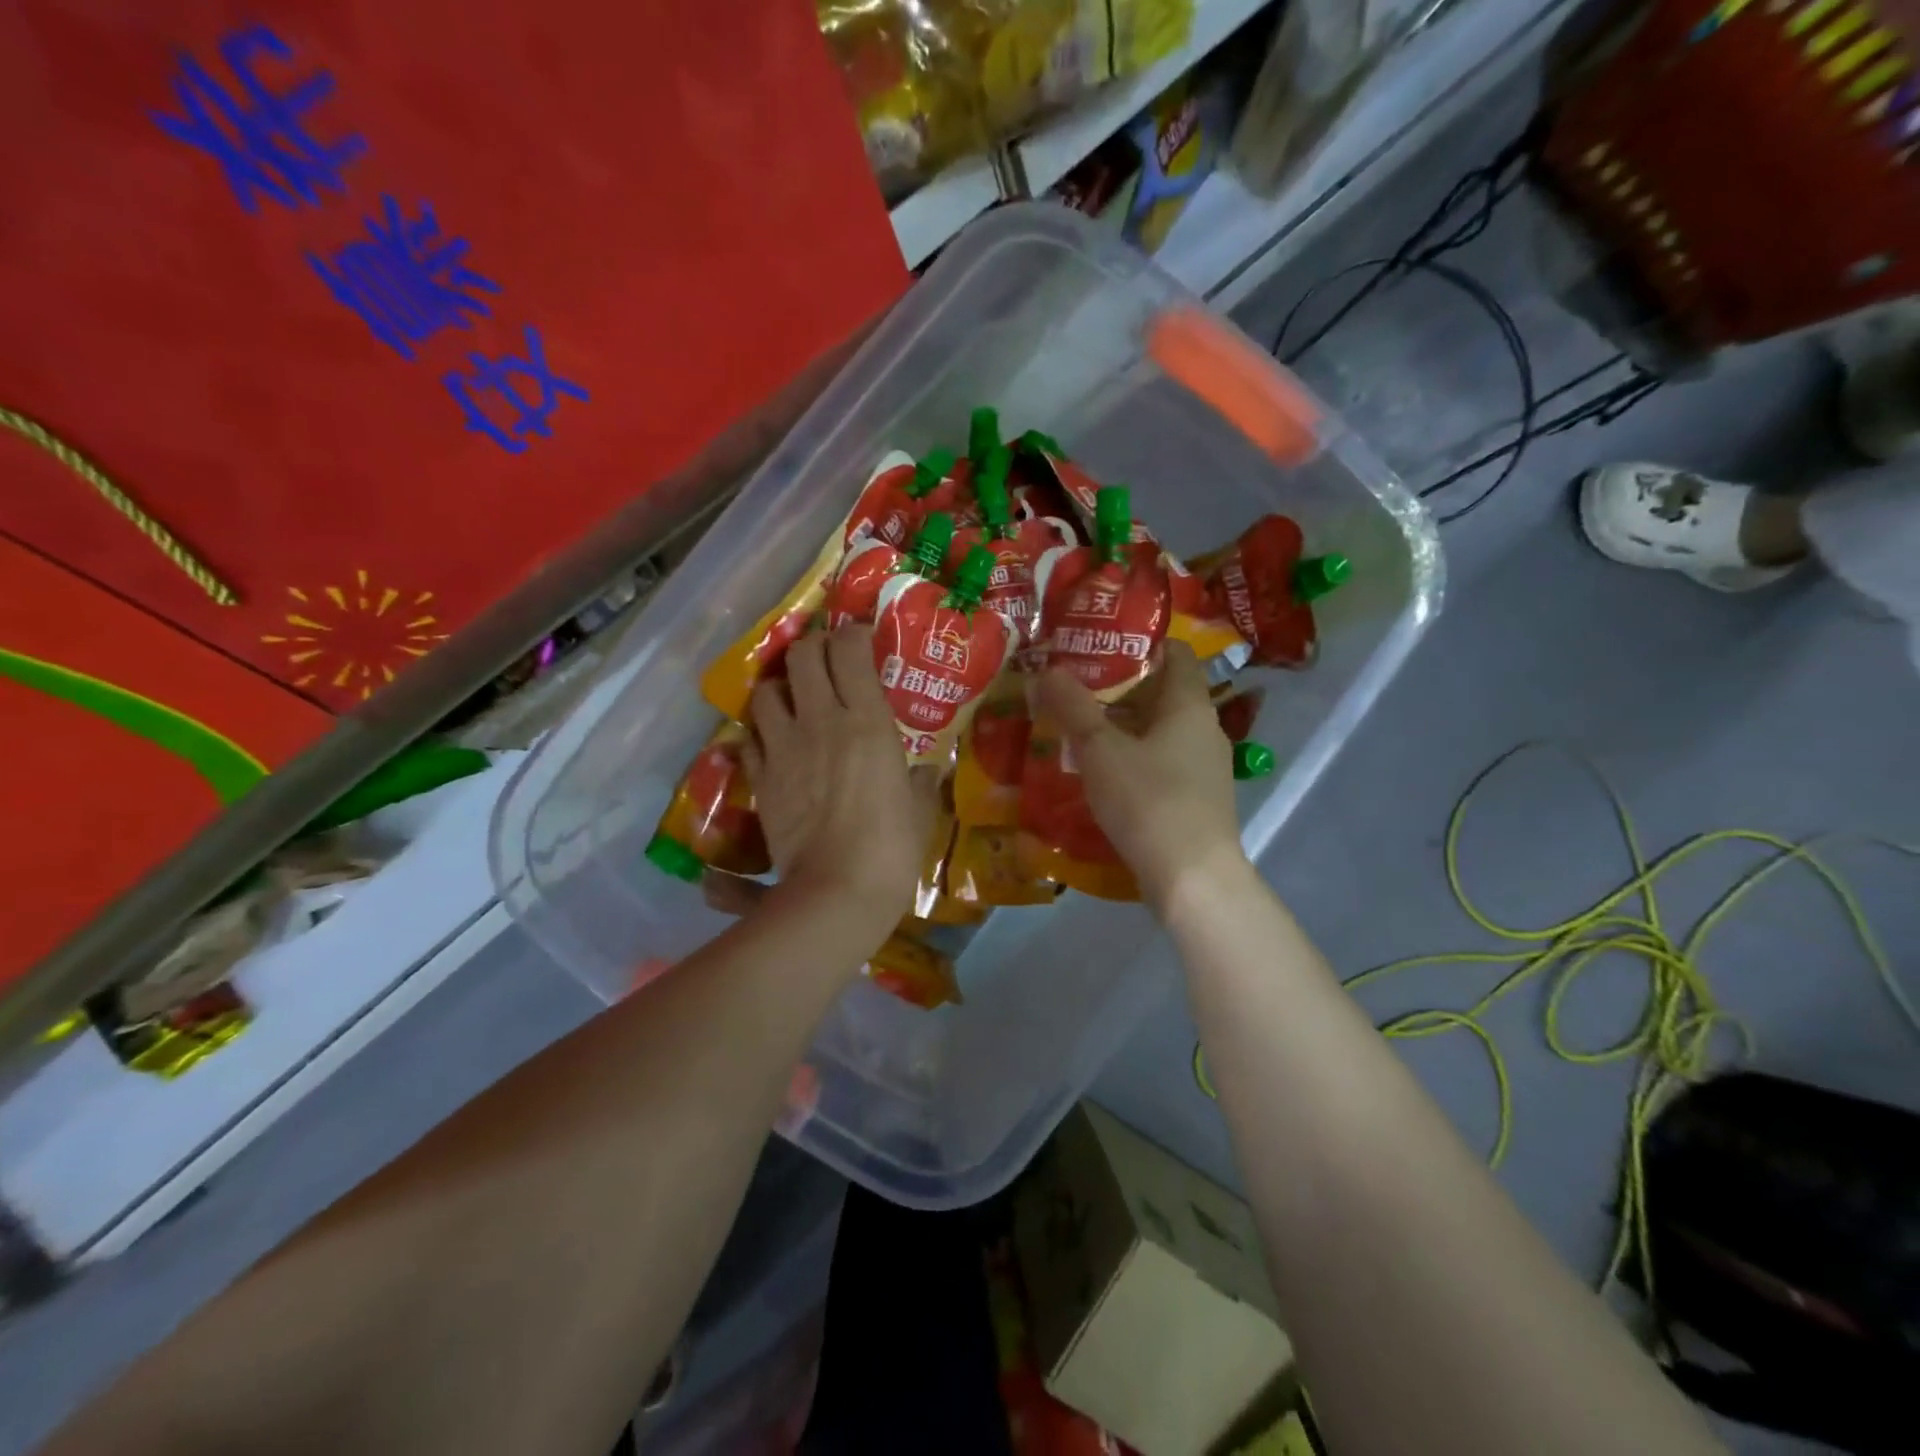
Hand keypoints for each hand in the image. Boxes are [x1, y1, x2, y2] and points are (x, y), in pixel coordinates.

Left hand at [744, 624, 934, 935]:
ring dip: (779, 687)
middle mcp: (821, 720)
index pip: (849, 650)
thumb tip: (926, 771)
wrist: (837, 891)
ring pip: (766, 690)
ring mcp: (784, 747)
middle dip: (812, 648)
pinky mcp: (760, 778)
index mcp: (867, 720)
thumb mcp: (921, 810)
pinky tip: (773, 743)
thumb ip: (922, 781)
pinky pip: (750, 737)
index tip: (861, 639)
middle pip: (801, 656)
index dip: (853, 635)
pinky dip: (760, 732)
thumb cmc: (892, 847)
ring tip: (792, 700)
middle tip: (825, 661)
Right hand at [1033, 641, 1248, 912]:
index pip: (1175, 652)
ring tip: (1080, 729)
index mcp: (1190, 705)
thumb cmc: (1149, 801)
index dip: (1141, 642)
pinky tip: (1103, 775)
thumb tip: (1045, 671)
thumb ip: (1072, 707)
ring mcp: (1205, 768)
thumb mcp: (1100, 750)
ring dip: (1125, 727)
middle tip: (1076, 688)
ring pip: (1161, 731)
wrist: (1192, 880)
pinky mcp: (1197, 800)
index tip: (1100, 644)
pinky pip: (1163, 764)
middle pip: (1164, 693)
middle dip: (1121, 688)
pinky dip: (1134, 759)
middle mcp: (1205, 729)